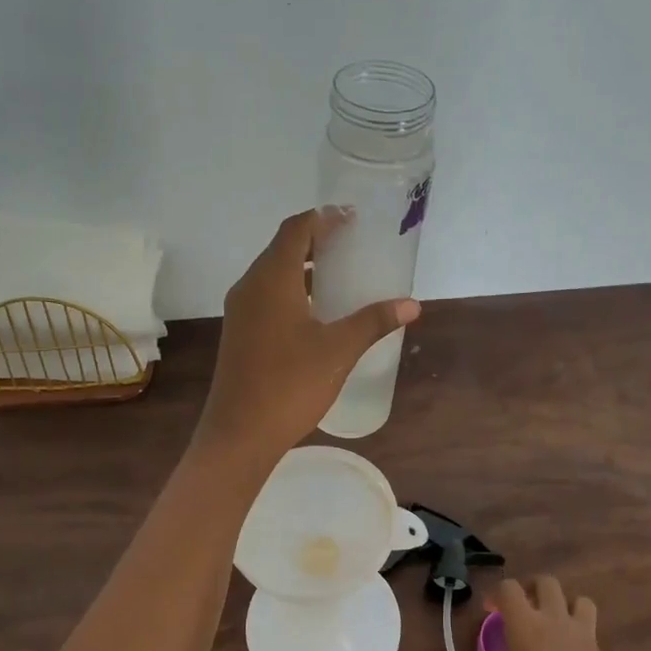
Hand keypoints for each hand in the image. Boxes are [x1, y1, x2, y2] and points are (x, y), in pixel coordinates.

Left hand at [193, 208, 419, 462]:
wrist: (239, 433)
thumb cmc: (289, 385)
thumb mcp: (338, 351)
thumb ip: (373, 322)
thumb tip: (411, 305)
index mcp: (272, 279)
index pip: (296, 230)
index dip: (323, 218)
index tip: (351, 217)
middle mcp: (250, 286)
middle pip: (282, 248)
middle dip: (315, 241)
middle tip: (352, 243)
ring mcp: (240, 311)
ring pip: (273, 274)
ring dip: (303, 267)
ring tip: (339, 274)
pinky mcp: (239, 333)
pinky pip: (266, 296)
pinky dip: (292, 290)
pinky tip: (316, 311)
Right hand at [477, 576, 628, 650]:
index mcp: (525, 624)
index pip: (509, 588)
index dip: (497, 593)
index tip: (490, 609)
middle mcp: (555, 620)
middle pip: (547, 583)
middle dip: (532, 588)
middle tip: (524, 605)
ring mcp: (583, 634)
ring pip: (579, 600)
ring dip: (565, 604)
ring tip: (555, 621)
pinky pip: (591, 631)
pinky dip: (580, 634)